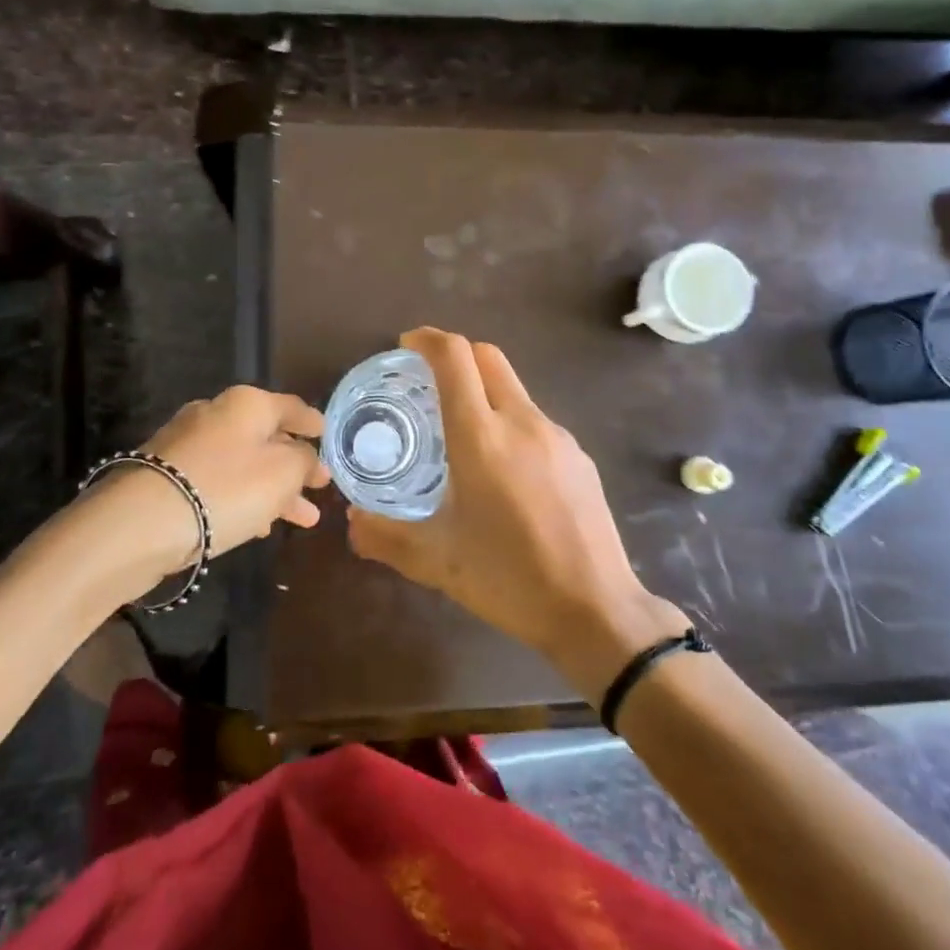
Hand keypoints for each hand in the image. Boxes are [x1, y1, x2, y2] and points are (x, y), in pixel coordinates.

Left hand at [140, 385, 330, 557]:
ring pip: (243, 464)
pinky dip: (242, 498)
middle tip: (318, 488)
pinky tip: (256, 525)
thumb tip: (307, 457)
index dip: (313, 423)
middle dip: (295, 465)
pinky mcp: (166, 475)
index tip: (328, 435)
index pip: (291, 407)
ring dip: (273, 489)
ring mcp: (186, 444)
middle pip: (266, 437)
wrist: (140, 523)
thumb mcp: (283, 473)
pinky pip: (218, 482)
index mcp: (247, 403)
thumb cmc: (226, 488)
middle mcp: (215, 414)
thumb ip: (304, 460)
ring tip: (300, 520)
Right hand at [347, 328, 688, 695]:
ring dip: (483, 390)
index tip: (406, 347)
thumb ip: (386, 536)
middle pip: (487, 357)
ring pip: (513, 387)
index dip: (427, 340)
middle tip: (427, 382)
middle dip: (455, 355)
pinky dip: (509, 420)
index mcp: (481, 438)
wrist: (596, 609)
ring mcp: (557, 436)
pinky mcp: (579, 456)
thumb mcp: (437, 562)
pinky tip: (503, 469)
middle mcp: (522, 422)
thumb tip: (353, 521)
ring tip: (461, 432)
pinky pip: (535, 419)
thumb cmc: (509, 580)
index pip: (454, 358)